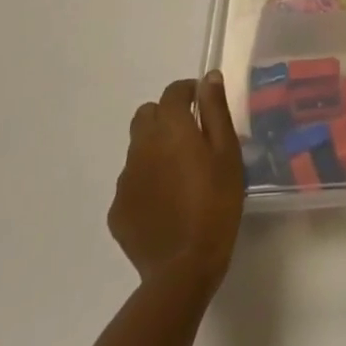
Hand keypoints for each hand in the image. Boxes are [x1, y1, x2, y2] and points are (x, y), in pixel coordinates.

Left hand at [109, 73, 244, 290]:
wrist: (184, 267)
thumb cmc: (217, 203)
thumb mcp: (227, 153)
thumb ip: (216, 111)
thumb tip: (209, 78)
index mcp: (170, 129)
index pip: (173, 92)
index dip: (189, 91)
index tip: (204, 103)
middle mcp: (141, 147)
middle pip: (146, 115)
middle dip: (166, 116)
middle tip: (192, 136)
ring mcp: (125, 179)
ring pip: (137, 148)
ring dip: (156, 148)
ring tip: (181, 174)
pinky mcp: (118, 209)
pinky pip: (132, 181)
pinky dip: (148, 181)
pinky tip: (167, 203)